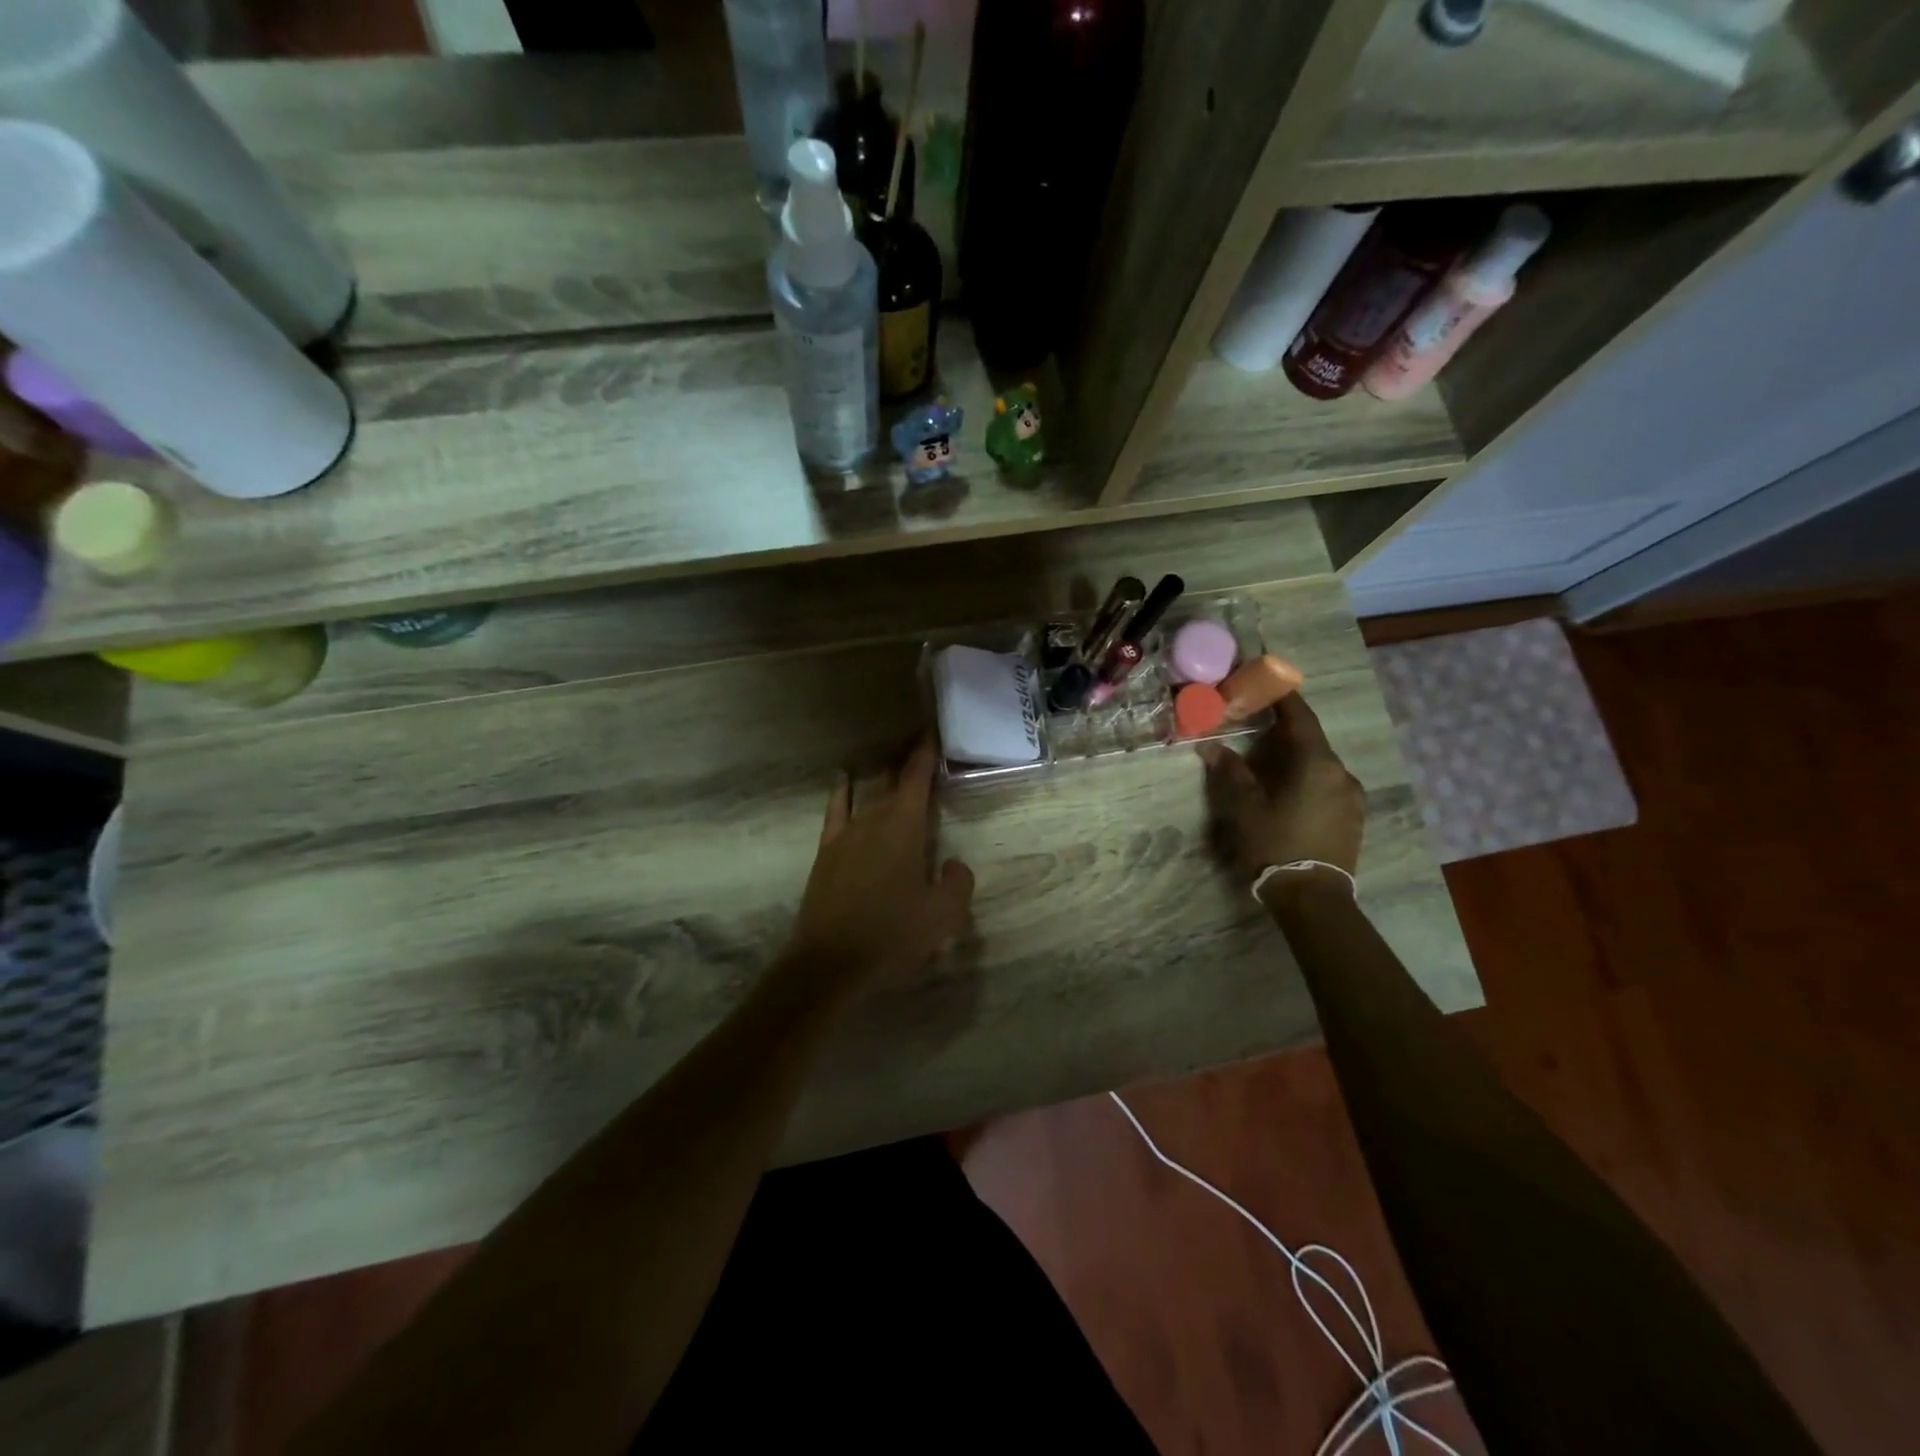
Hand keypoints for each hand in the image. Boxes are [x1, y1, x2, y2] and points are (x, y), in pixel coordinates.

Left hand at [787, 737, 975, 986]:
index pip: (917, 777)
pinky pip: (836, 809)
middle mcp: (873, 819)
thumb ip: (958, 883)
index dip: (926, 752)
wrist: (831, 962)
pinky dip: (842, 791)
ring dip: (881, 774)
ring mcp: (846, 834)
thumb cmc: (892, 935)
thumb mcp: (943, 915)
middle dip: (907, 760)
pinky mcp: (827, 851)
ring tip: (892, 761)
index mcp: (904, 827)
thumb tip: (954, 864)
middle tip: (920, 746)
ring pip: (867, 792)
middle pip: (891, 779)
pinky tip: (844, 779)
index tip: (933, 732)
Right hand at [1196, 694, 1365, 880]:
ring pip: (1320, 766)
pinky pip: (1329, 786)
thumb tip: (1212, 747)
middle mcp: (1341, 773)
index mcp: (1316, 763)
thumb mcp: (1243, 806)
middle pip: (1311, 742)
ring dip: (1296, 760)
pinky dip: (1308, 781)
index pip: (1301, 717)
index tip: (1268, 682)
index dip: (1284, 698)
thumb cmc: (1274, 843)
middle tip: (1255, 734)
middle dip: (1283, 735)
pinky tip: (1289, 797)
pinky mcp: (1354, 818)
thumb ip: (1230, 771)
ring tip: (1269, 770)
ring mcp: (1352, 797)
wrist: (1313, 897)